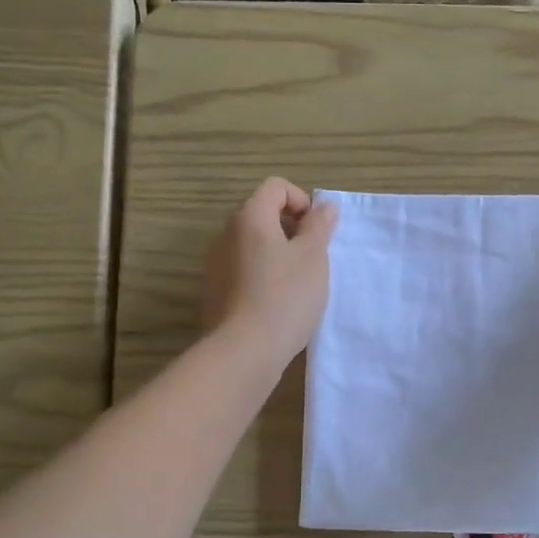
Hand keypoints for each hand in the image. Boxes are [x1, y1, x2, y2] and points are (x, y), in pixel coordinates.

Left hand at [202, 178, 338, 370]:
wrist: (244, 350)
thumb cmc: (285, 296)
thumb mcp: (313, 257)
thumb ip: (319, 227)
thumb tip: (324, 206)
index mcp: (250, 218)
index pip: (275, 187)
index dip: (302, 201)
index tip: (317, 231)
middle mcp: (226, 234)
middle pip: (262, 215)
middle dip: (291, 230)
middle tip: (313, 259)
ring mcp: (216, 265)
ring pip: (252, 246)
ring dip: (277, 255)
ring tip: (298, 284)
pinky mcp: (214, 292)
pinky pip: (243, 271)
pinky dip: (263, 277)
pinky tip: (278, 304)